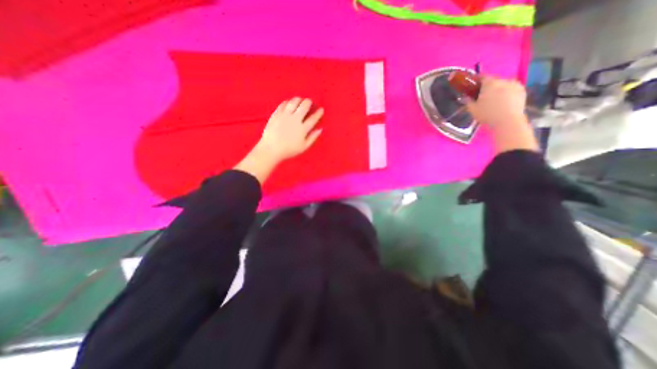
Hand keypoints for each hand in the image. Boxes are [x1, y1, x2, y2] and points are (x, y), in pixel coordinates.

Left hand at [234, 96, 325, 183]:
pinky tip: (288, 102)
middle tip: (309, 102)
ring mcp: (285, 116)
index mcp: (303, 129)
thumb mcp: (303, 147)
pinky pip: (283, 105)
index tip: (321, 109)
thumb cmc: (289, 150)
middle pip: (304, 107)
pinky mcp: (276, 114)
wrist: (271, 149)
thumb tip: (320, 129)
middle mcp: (295, 120)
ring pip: (293, 103)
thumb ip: (312, 137)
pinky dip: (287, 102)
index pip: (313, 118)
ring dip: (298, 99)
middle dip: (308, 102)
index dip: (318, 113)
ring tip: (300, 99)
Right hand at [461, 76, 538, 152]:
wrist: (508, 121)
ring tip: (494, 101)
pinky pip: (511, 90)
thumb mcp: (472, 109)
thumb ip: (468, 101)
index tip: (473, 87)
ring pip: (503, 85)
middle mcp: (503, 80)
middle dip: (488, 87)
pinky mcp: (523, 91)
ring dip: (498, 90)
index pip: (482, 77)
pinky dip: (507, 94)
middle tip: (483, 96)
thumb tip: (466, 97)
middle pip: (494, 81)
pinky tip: (503, 103)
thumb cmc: (487, 114)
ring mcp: (515, 84)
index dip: (477, 81)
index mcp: (490, 83)